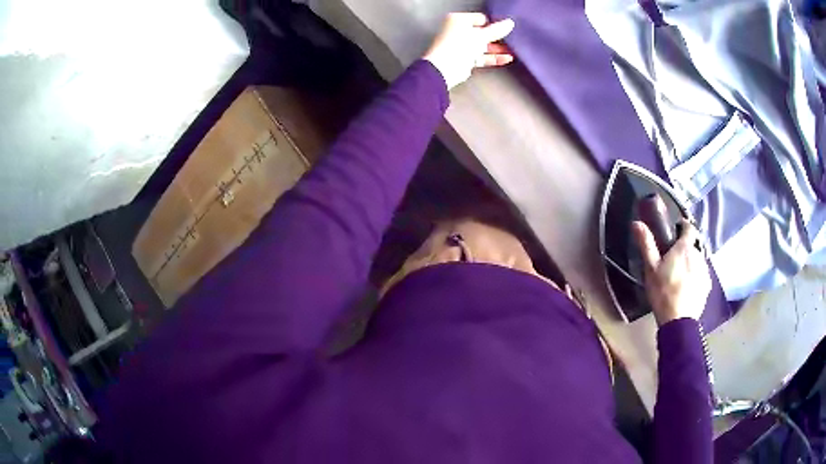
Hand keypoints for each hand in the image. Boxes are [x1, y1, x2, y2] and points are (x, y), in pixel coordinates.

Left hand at [423, 13, 514, 89]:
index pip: (480, 18)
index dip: (493, 23)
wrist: (445, 67)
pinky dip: (493, 58)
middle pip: (482, 32)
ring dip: (497, 48)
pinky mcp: (464, 59)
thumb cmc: (458, 45)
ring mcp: (461, 46)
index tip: (505, 28)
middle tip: (510, 40)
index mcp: (458, 20)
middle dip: (496, 37)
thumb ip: (497, 29)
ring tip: (512, 50)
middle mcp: (458, 31)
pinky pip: (481, 56)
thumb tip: (510, 23)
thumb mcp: (482, 35)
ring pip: (482, 45)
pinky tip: (506, 58)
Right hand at [632, 219, 711, 325]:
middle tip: (675, 257)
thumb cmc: (663, 292)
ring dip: (692, 261)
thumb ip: (646, 244)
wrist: (678, 321)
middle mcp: (699, 255)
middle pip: (695, 244)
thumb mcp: (651, 268)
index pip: (690, 227)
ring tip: (681, 273)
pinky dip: (696, 275)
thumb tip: (637, 222)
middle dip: (686, 247)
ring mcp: (705, 270)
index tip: (676, 229)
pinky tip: (687, 286)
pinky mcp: (707, 285)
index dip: (684, 225)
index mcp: (685, 248)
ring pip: (699, 259)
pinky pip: (702, 274)